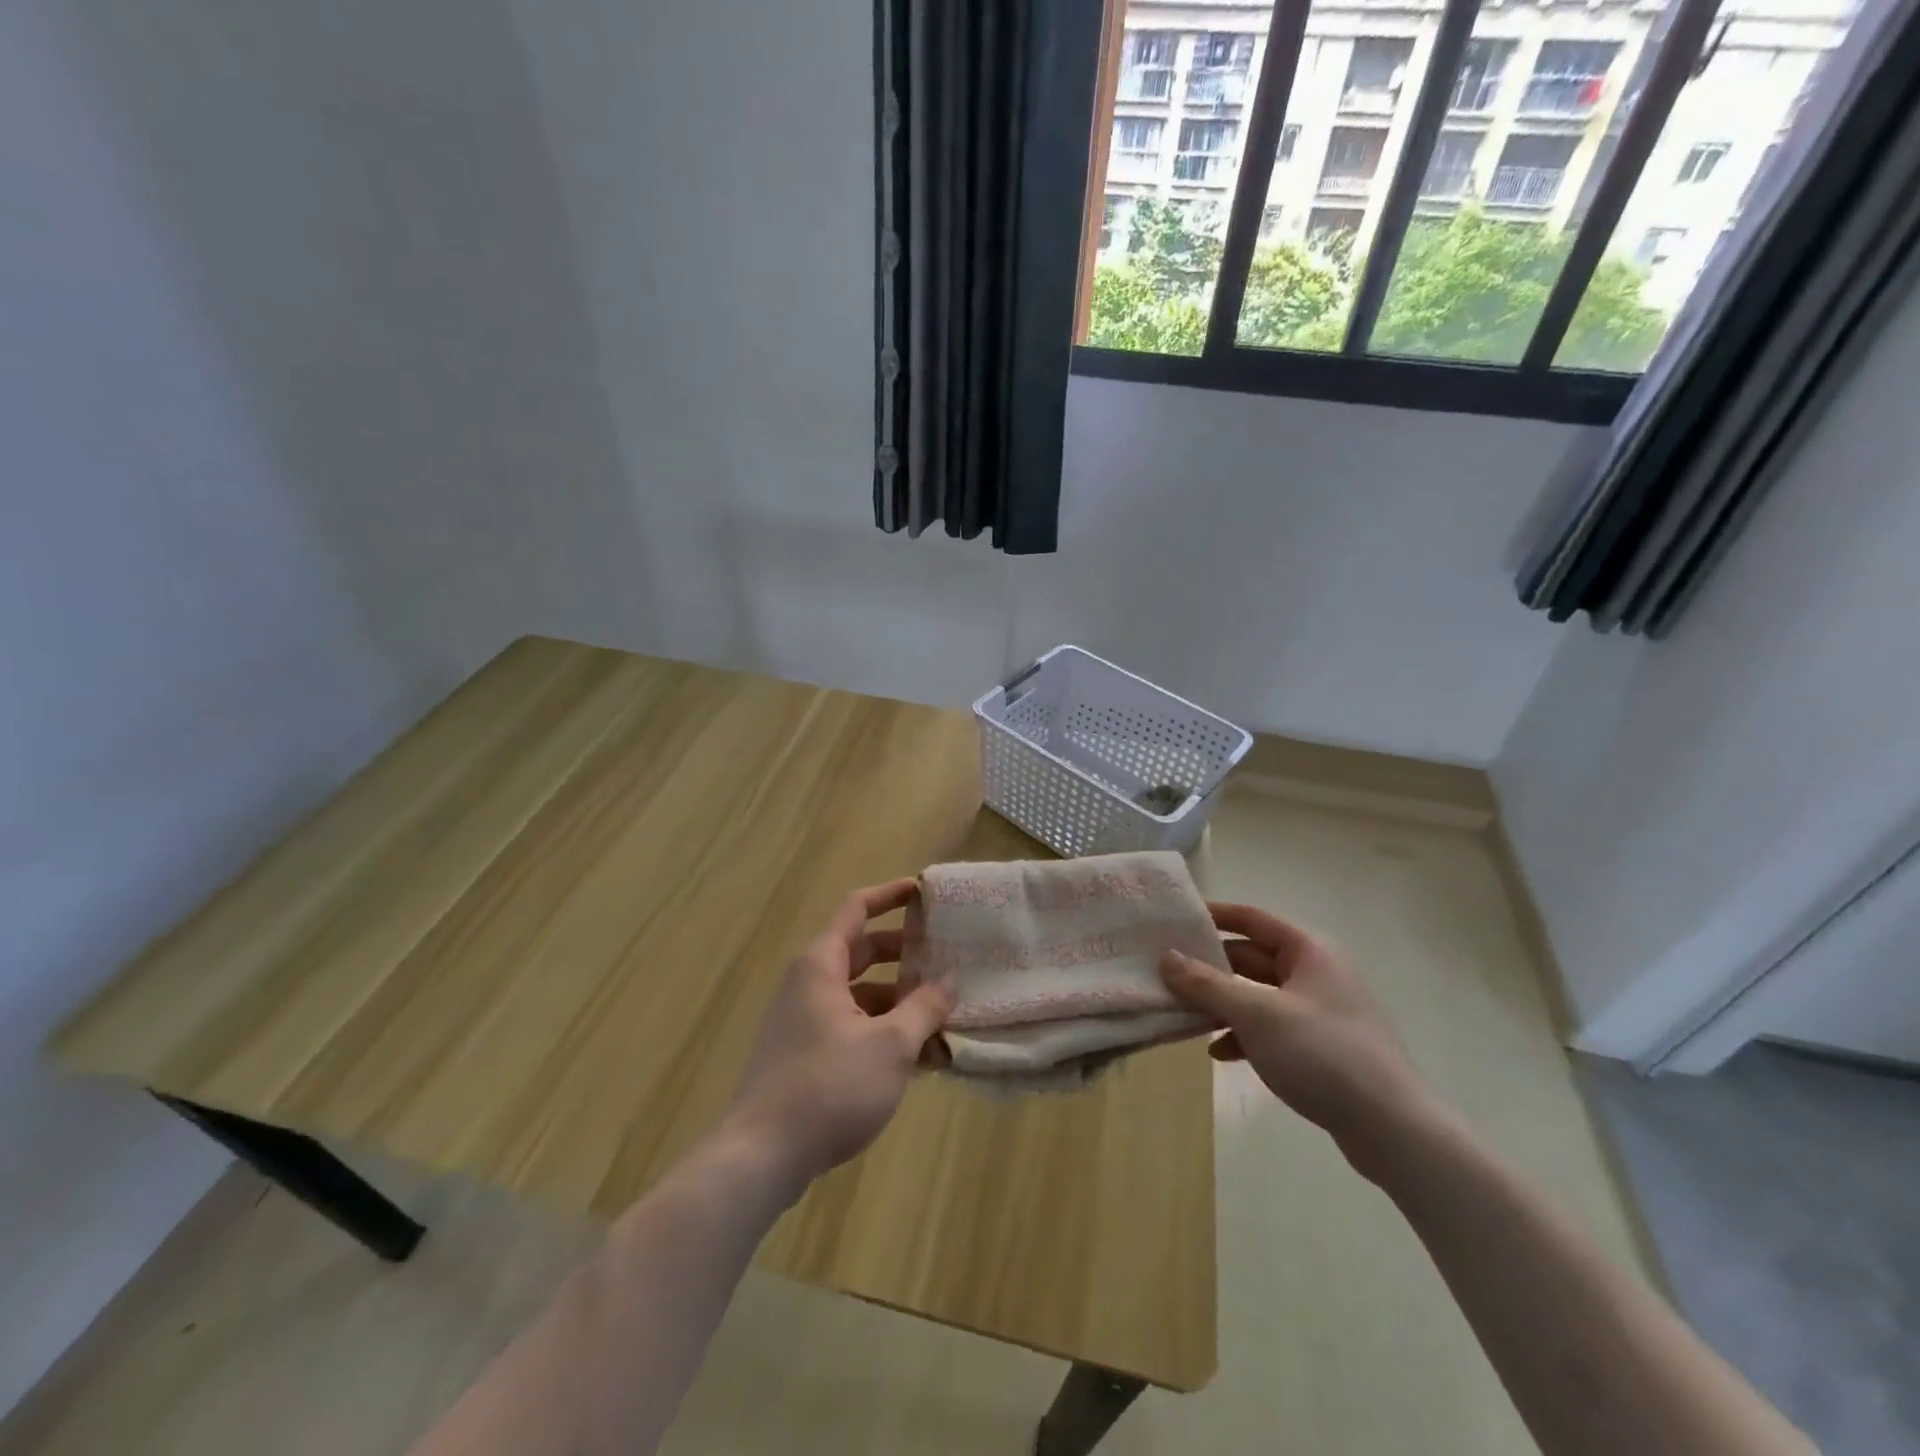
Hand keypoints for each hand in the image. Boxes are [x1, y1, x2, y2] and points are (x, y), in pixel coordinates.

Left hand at [724, 879, 952, 1190]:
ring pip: (860, 996)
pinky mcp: (804, 1057)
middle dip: (905, 954)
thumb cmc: (830, 1086)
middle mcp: (809, 984)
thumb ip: (924, 1007)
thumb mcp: (891, 1044)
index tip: (924, 892)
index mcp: (821, 965)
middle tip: (946, 957)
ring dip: (899, 1001)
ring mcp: (803, 1022)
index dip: (891, 895)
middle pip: (862, 953)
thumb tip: (950, 980)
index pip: (857, 909)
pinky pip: (851, 1028)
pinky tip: (919, 1058)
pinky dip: (883, 1032)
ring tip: (943, 1015)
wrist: (761, 1157)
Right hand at [1159, 903, 1435, 1180]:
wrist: (1392, 1129)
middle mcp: (1316, 973)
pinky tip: (1219, 1053)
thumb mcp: (1256, 1013)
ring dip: (1222, 1004)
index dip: (1215, 915)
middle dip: (1210, 967)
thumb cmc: (1322, 1054)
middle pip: (1252, 958)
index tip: (1176, 919)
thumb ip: (1207, 984)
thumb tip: (1166, 958)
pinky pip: (1270, 1028)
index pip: (1253, 919)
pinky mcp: (1320, 1048)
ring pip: (1258, 995)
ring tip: (1183, 1014)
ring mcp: (1320, 1012)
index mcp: (1309, 952)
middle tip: (1167, 972)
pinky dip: (1243, 1034)